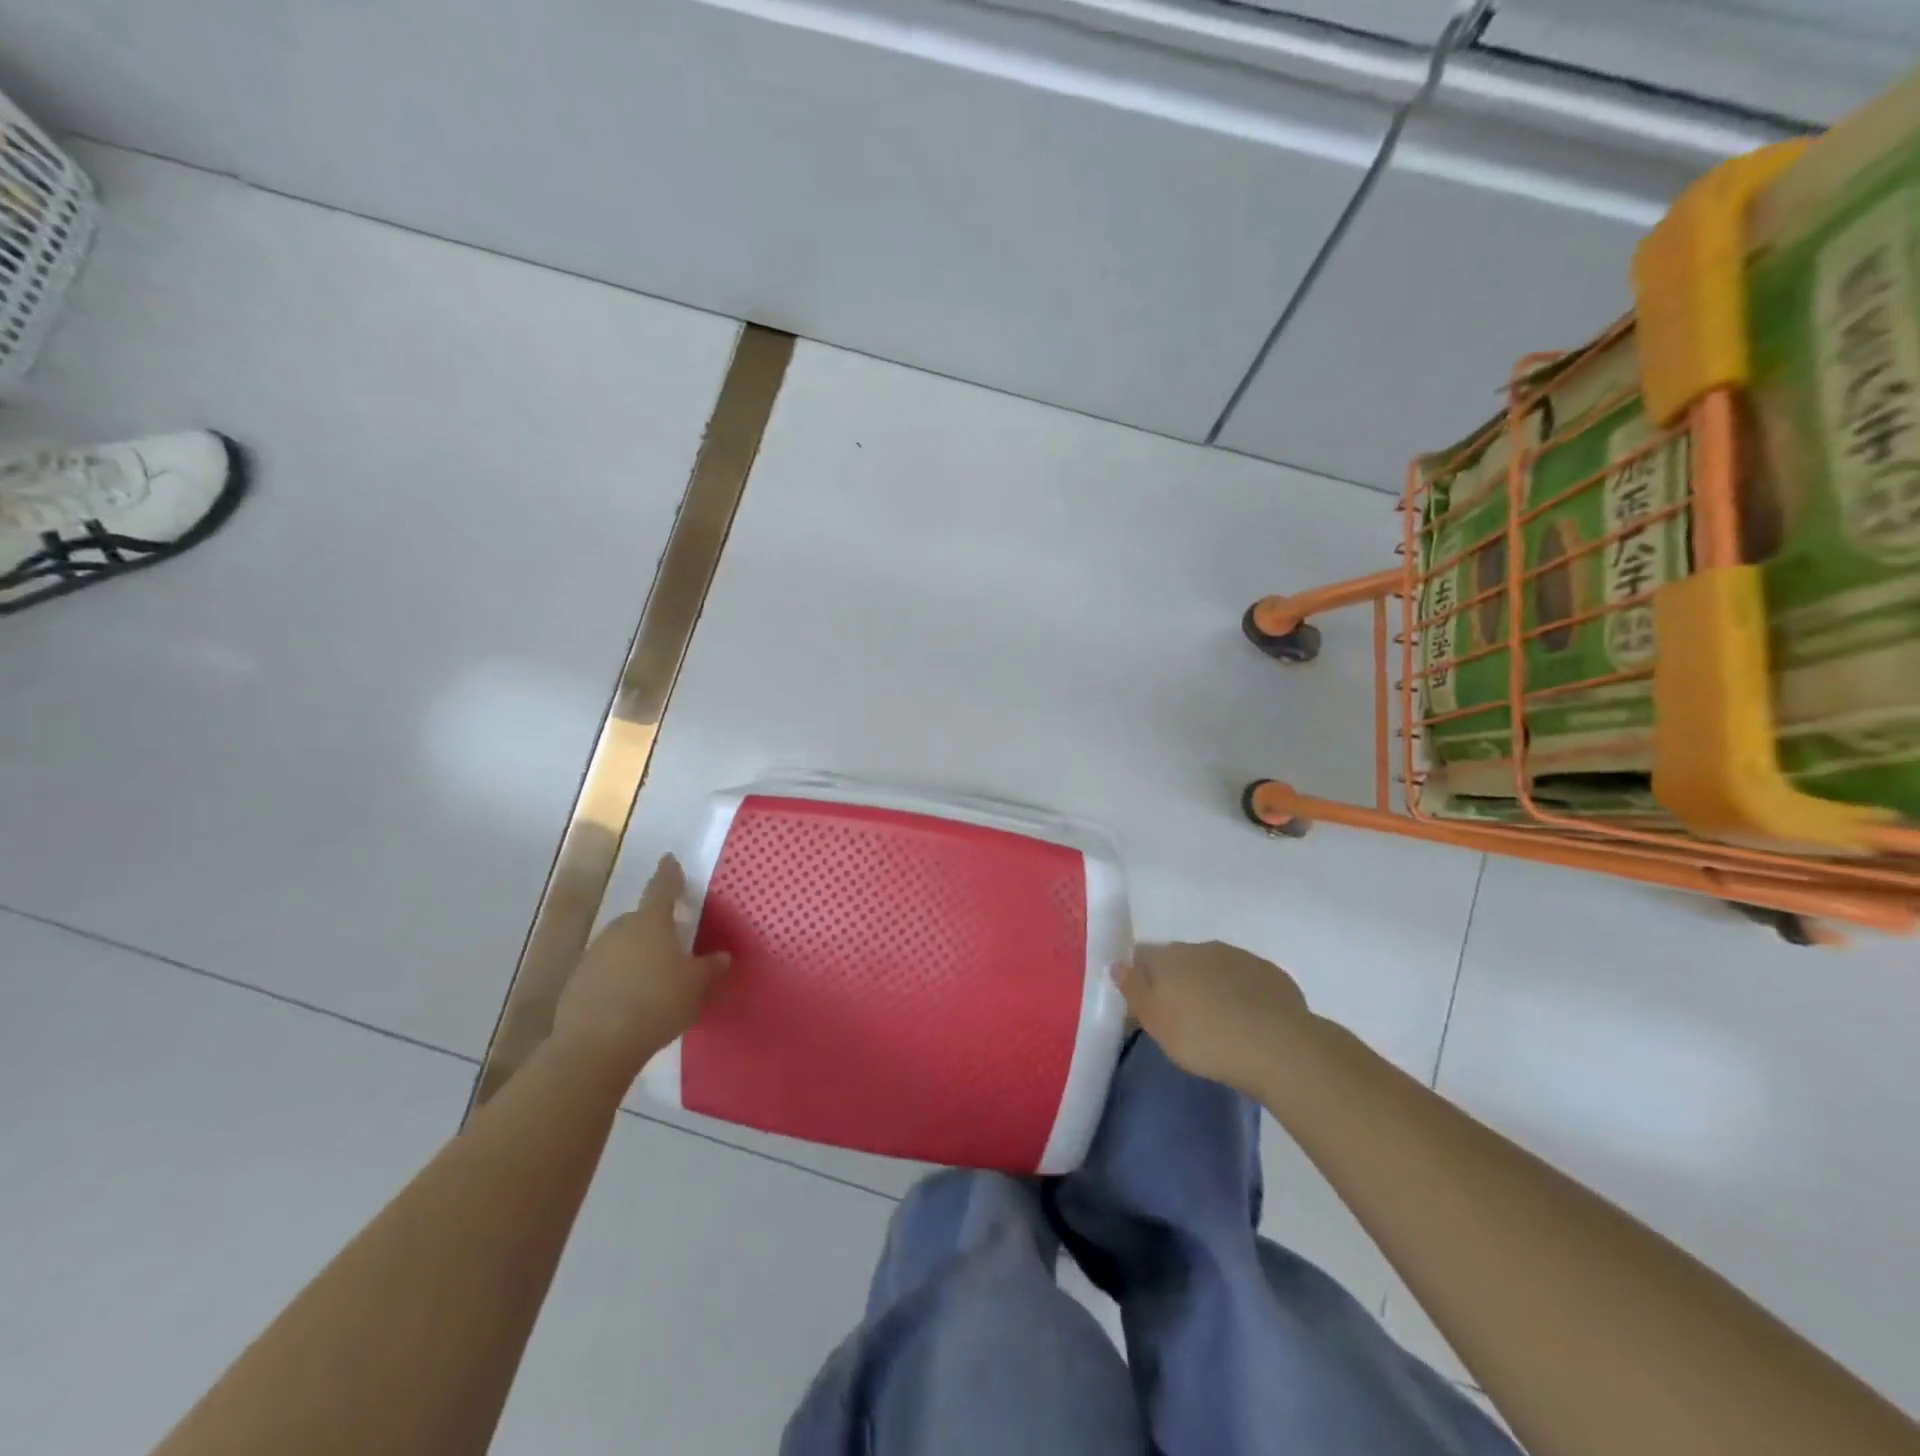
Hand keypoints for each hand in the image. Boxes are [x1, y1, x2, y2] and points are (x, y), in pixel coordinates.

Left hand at [552, 855, 730, 1078]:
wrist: (595, 1046)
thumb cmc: (656, 1003)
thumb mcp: (696, 986)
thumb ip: (710, 968)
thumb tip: (722, 956)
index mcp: (651, 922)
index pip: (662, 888)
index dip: (669, 874)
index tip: (669, 860)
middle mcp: (620, 930)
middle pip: (641, 921)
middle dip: (655, 929)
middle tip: (672, 946)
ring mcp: (593, 955)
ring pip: (621, 947)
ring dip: (635, 957)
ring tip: (653, 981)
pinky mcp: (576, 983)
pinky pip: (605, 973)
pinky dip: (617, 980)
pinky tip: (629, 1003)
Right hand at [1113, 941, 1309, 1097]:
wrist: (1277, 1046)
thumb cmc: (1204, 1038)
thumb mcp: (1156, 1022)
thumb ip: (1134, 990)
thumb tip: (1116, 963)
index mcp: (1168, 957)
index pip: (1143, 954)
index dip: (1141, 975)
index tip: (1146, 1001)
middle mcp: (1200, 947)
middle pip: (1179, 958)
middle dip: (1176, 979)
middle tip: (1180, 1013)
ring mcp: (1238, 957)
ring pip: (1213, 966)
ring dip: (1209, 984)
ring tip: (1216, 1018)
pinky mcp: (1269, 973)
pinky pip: (1244, 978)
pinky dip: (1240, 992)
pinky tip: (1247, 1018)